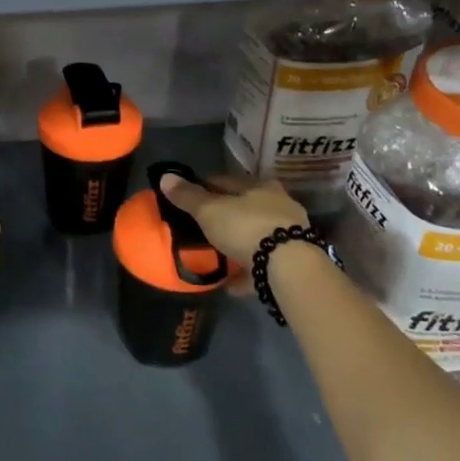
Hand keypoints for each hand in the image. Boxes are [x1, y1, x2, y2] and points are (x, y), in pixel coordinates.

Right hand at [157, 171, 307, 265]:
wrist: (289, 267)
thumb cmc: (245, 228)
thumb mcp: (209, 211)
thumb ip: (187, 196)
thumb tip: (165, 176)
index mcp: (259, 185)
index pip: (225, 181)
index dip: (204, 188)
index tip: (187, 199)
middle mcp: (279, 204)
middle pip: (244, 208)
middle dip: (224, 217)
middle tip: (202, 229)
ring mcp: (290, 233)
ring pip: (256, 235)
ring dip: (238, 244)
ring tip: (217, 257)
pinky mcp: (294, 260)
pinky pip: (263, 263)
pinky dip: (247, 270)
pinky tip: (232, 284)